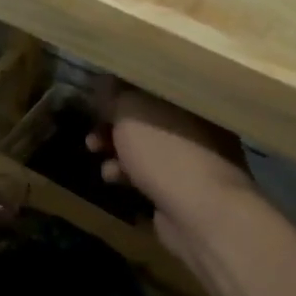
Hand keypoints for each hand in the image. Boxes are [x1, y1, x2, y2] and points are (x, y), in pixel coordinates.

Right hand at [87, 82, 255, 263]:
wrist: (202, 214)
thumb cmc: (167, 152)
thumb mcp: (131, 112)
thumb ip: (114, 94)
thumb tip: (102, 82)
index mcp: (191, 97)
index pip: (151, 82)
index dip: (119, 87)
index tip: (94, 96)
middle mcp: (197, 121)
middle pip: (145, 115)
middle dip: (112, 122)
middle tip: (92, 129)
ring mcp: (193, 155)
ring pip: (144, 144)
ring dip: (115, 148)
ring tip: (96, 152)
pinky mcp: (183, 185)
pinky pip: (148, 170)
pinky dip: (127, 172)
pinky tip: (114, 178)